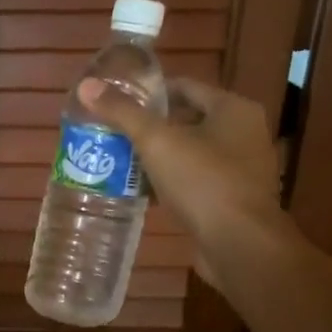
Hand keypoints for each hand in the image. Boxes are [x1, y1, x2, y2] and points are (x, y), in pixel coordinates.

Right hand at [79, 78, 282, 281]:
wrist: (239, 245)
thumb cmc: (203, 181)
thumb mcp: (156, 141)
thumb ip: (122, 113)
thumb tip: (86, 86)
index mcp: (234, 110)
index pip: (186, 87)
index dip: (150, 92)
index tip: (117, 102)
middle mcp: (245, 134)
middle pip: (187, 120)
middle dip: (150, 127)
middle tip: (113, 133)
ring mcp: (242, 170)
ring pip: (190, 154)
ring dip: (158, 157)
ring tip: (121, 162)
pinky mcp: (233, 201)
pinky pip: (196, 182)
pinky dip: (171, 183)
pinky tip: (143, 192)